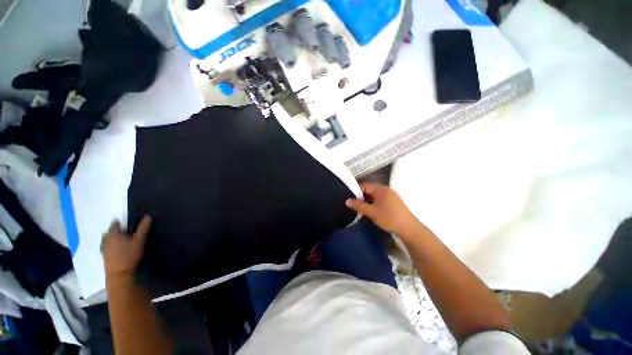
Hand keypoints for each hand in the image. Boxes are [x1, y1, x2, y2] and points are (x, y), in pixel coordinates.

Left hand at [101, 216, 151, 277]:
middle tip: (127, 232)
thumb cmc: (130, 255)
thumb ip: (143, 228)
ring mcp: (104, 249)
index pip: (115, 224)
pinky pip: (108, 248)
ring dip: (114, 239)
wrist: (119, 274)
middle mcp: (106, 240)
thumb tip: (148, 216)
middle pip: (110, 232)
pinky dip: (113, 247)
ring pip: (108, 240)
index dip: (120, 222)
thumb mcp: (140, 240)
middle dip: (117, 231)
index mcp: (114, 234)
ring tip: (124, 241)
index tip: (127, 223)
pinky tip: (120, 250)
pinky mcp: (105, 257)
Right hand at [345, 182, 420, 235]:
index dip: (355, 191)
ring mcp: (390, 195)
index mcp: (381, 189)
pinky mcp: (392, 201)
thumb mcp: (371, 212)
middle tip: (352, 203)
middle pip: (369, 189)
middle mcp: (386, 189)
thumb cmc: (389, 218)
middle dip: (360, 196)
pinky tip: (369, 209)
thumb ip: (358, 205)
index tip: (348, 197)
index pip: (364, 185)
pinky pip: (379, 199)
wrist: (409, 228)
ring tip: (358, 207)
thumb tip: (346, 201)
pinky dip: (372, 202)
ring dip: (366, 200)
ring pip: (374, 195)